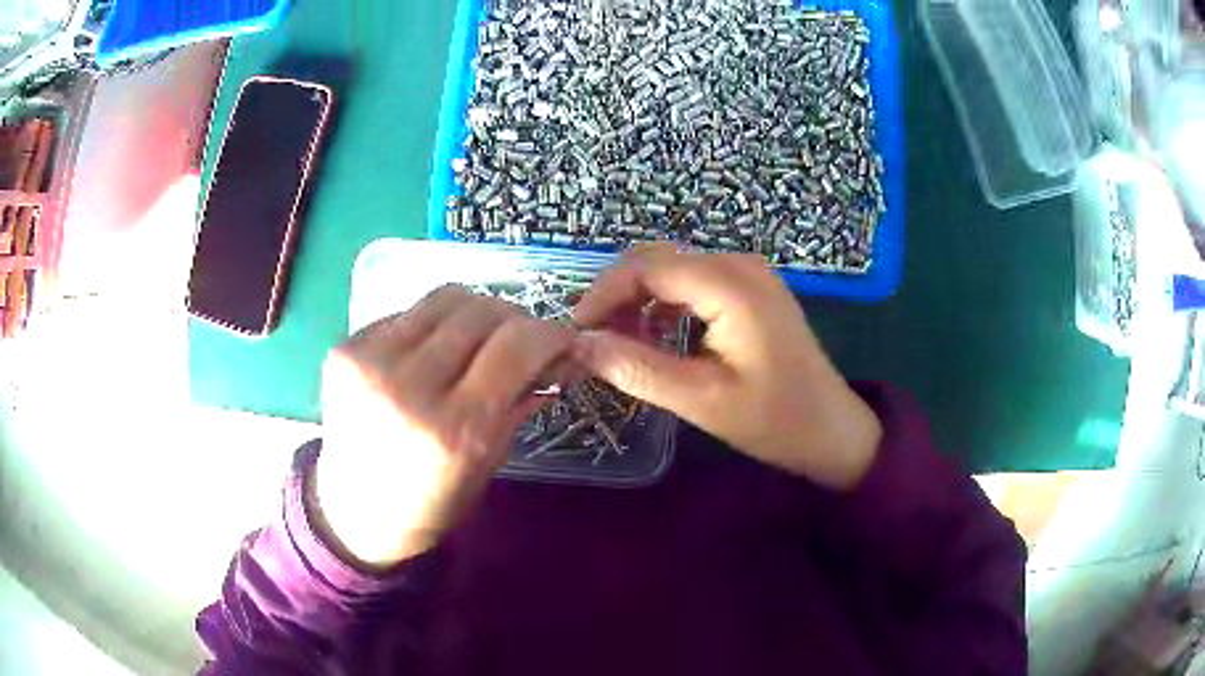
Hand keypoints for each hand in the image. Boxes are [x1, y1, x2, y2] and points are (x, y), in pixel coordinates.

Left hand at [312, 285, 574, 567]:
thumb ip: (521, 402)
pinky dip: (433, 326)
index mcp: (454, 429)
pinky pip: (408, 313)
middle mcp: (409, 386)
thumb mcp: (488, 463)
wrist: (353, 512)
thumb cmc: (430, 503)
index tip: (562, 341)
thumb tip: (559, 357)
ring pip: (446, 297)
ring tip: (477, 340)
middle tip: (521, 341)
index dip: (552, 334)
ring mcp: (370, 361)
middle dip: (516, 320)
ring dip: (475, 313)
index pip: (517, 346)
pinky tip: (431, 353)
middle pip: (482, 311)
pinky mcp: (345, 348)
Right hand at [573, 245, 881, 489]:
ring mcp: (747, 274)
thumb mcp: (701, 401)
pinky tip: (654, 338)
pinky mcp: (750, 290)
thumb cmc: (774, 420)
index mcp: (729, 285)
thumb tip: (580, 344)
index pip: (644, 267)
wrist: (832, 429)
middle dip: (617, 295)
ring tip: (619, 345)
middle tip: (593, 341)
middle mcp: (737, 264)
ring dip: (638, 301)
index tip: (575, 333)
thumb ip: (637, 369)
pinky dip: (664, 305)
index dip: (601, 294)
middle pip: (656, 260)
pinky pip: (693, 282)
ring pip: (672, 270)